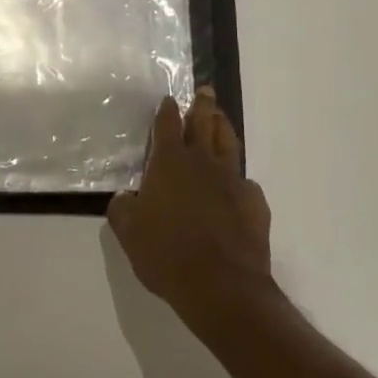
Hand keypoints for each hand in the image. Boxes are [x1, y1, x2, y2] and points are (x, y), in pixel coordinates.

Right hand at [108, 87, 275, 335]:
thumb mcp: (128, 232)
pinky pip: (245, 181)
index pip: (167, 126)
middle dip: (202, 105)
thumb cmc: (166, 254)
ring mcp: (232, 180)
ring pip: (228, 143)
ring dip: (223, 127)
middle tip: (206, 91)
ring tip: (221, 118)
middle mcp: (202, 162)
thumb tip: (127, 197)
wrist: (221, 286)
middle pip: (203, 123)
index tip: (169, 99)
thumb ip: (123, 208)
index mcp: (169, 163)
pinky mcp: (254, 203)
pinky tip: (237, 184)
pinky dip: (238, 178)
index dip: (167, 111)